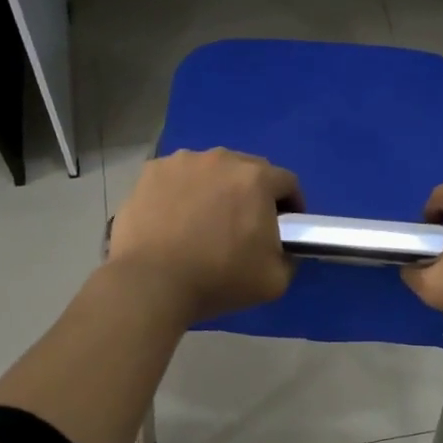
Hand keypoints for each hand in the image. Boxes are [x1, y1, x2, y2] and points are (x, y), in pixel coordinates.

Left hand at [109, 149, 302, 322]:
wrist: (151, 283)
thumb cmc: (218, 280)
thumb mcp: (274, 280)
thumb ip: (289, 257)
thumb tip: (282, 248)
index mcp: (256, 179)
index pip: (287, 182)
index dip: (291, 204)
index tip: (285, 226)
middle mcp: (221, 159)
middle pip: (248, 170)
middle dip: (252, 193)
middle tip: (244, 224)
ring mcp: (182, 162)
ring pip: (210, 171)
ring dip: (216, 188)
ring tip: (204, 220)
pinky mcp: (151, 172)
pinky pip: (177, 177)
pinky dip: (181, 192)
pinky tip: (174, 218)